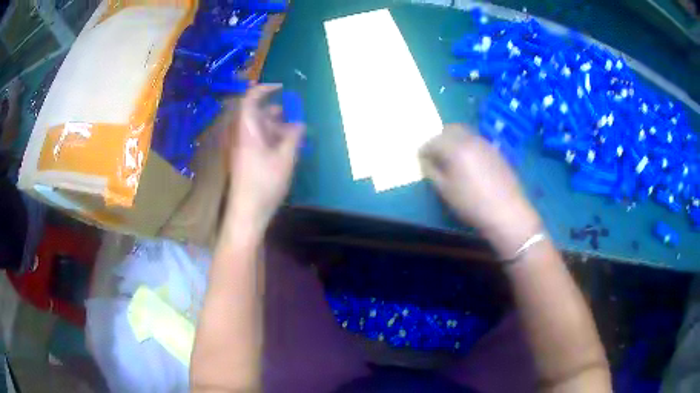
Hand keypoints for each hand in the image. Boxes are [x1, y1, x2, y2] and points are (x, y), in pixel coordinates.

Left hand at [226, 84, 304, 235]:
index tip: (282, 88)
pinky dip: (272, 138)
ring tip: (294, 132)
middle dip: (275, 111)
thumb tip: (299, 123)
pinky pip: (258, 140)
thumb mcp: (285, 159)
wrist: (247, 213)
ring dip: (276, 126)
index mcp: (247, 131)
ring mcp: (243, 149)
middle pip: (255, 114)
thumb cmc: (264, 184)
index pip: (250, 100)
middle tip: (294, 114)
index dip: (264, 89)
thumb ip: (293, 138)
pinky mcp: (245, 160)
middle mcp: (242, 136)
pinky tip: (286, 147)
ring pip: (258, 128)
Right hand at [419, 124, 541, 257]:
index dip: (424, 150)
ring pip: (464, 132)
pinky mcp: (495, 150)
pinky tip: (468, 162)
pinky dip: (466, 145)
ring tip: (451, 158)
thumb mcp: (445, 191)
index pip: (433, 141)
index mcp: (455, 148)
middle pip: (449, 129)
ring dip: (453, 140)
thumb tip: (426, 161)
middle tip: (435, 154)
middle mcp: (469, 140)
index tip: (421, 160)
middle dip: (439, 138)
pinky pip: (475, 140)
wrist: (507, 211)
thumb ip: (432, 172)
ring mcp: (484, 143)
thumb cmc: (472, 204)